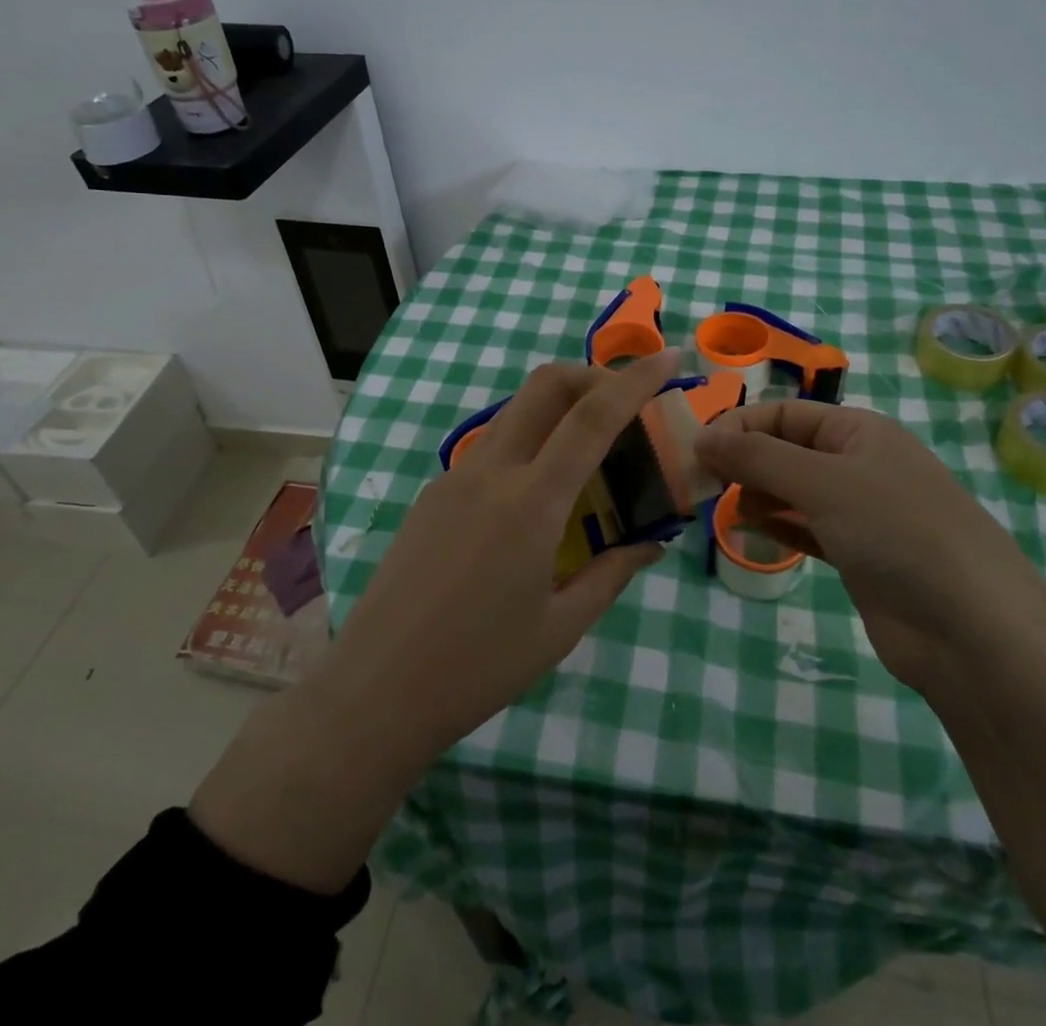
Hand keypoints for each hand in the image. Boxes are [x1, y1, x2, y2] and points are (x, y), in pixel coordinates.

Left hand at [320, 349, 677, 759]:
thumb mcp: (561, 627)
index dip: (635, 380)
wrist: (377, 688)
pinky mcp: (434, 492)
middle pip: (545, 385)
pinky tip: (537, 498)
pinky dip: (529, 445)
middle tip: (626, 403)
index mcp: (531, 502)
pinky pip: (493, 448)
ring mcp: (455, 477)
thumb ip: (612, 573)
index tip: (669, 358)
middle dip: (592, 375)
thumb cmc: (479, 666)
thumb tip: (652, 543)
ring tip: (589, 454)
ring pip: (517, 412)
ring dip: (559, 410)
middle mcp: (491, 472)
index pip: (592, 417)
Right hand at [695, 401, 1045, 688]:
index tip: (696, 452)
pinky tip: (747, 528)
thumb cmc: (896, 531)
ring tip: (720, 508)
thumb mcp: (822, 482)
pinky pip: (806, 529)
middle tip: (700, 484)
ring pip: (794, 491)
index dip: (739, 426)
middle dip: (744, 461)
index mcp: (860, 430)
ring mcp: (862, 512)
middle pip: (787, 450)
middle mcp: (860, 464)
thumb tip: (701, 437)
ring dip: (756, 494)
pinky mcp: (859, 557)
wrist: (972, 631)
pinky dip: (777, 525)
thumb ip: (756, 457)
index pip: (784, 413)